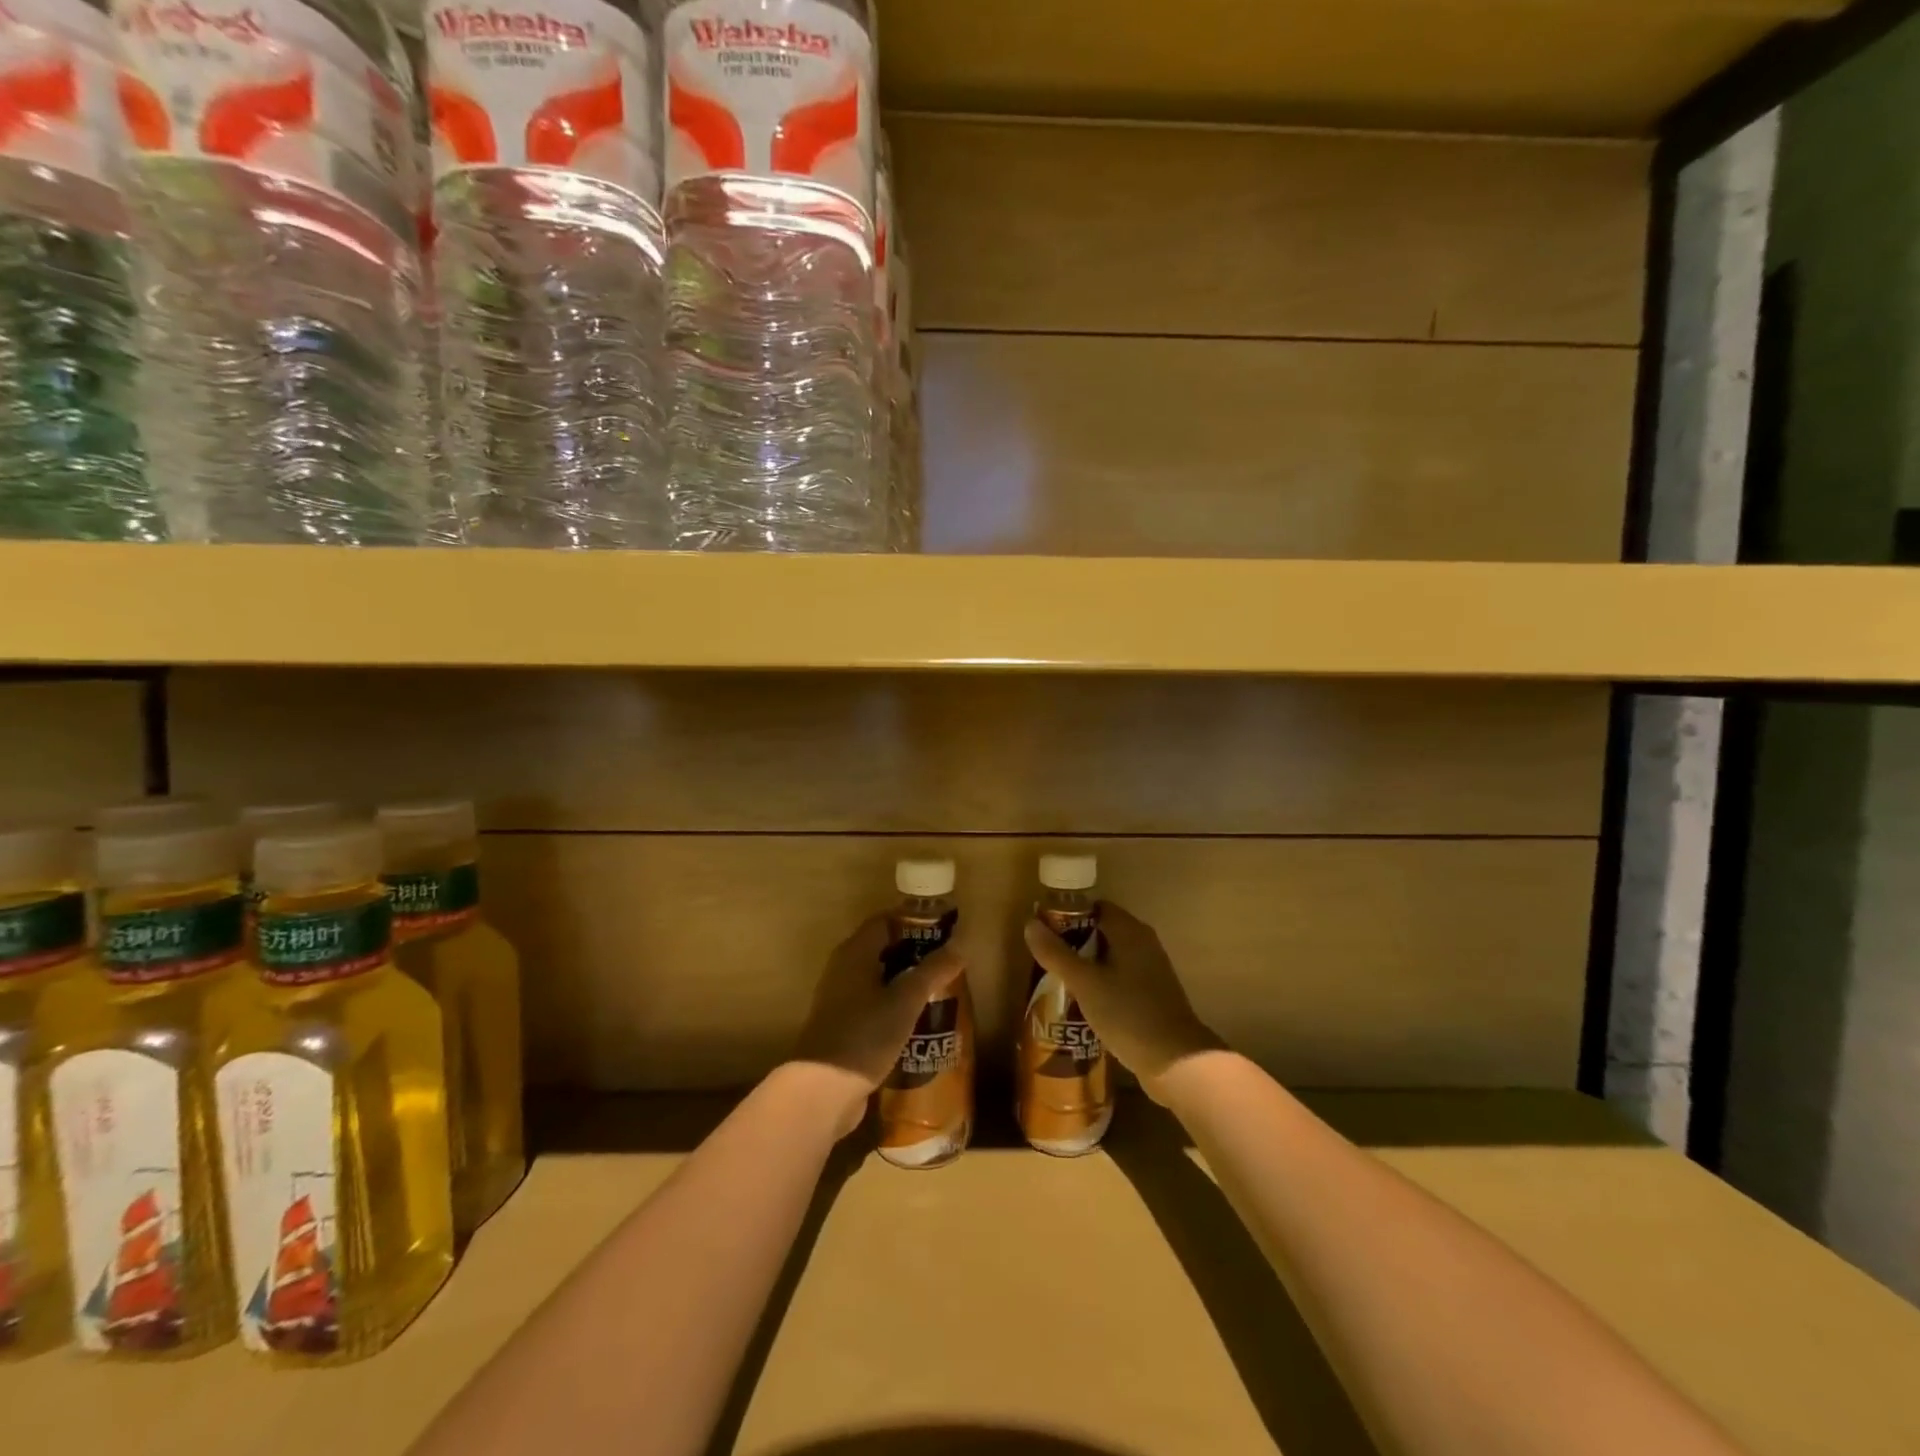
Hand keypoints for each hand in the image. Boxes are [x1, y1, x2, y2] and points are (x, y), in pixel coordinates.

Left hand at [793, 914, 964, 1136]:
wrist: (822, 1091)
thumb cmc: (865, 1035)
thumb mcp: (905, 1000)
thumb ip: (933, 971)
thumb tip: (960, 945)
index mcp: (854, 953)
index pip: (885, 921)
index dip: (914, 921)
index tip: (944, 930)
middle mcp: (843, 970)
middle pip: (882, 949)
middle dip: (915, 953)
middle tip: (947, 962)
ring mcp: (840, 1000)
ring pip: (879, 979)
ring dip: (906, 982)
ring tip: (940, 991)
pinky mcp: (843, 1028)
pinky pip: (874, 1005)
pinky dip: (895, 1006)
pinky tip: (918, 1021)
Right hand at [1024, 901, 1220, 1101]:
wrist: (1175, 1061)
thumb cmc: (1127, 1013)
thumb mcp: (1084, 983)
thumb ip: (1056, 953)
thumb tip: (1030, 924)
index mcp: (1130, 931)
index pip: (1095, 908)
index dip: (1068, 916)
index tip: (1045, 934)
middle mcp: (1144, 943)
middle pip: (1102, 931)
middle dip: (1074, 943)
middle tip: (1046, 961)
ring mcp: (1151, 969)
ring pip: (1111, 957)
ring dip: (1087, 966)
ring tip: (1058, 983)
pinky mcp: (1153, 994)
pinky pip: (1121, 978)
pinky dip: (1102, 984)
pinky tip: (1084, 1004)